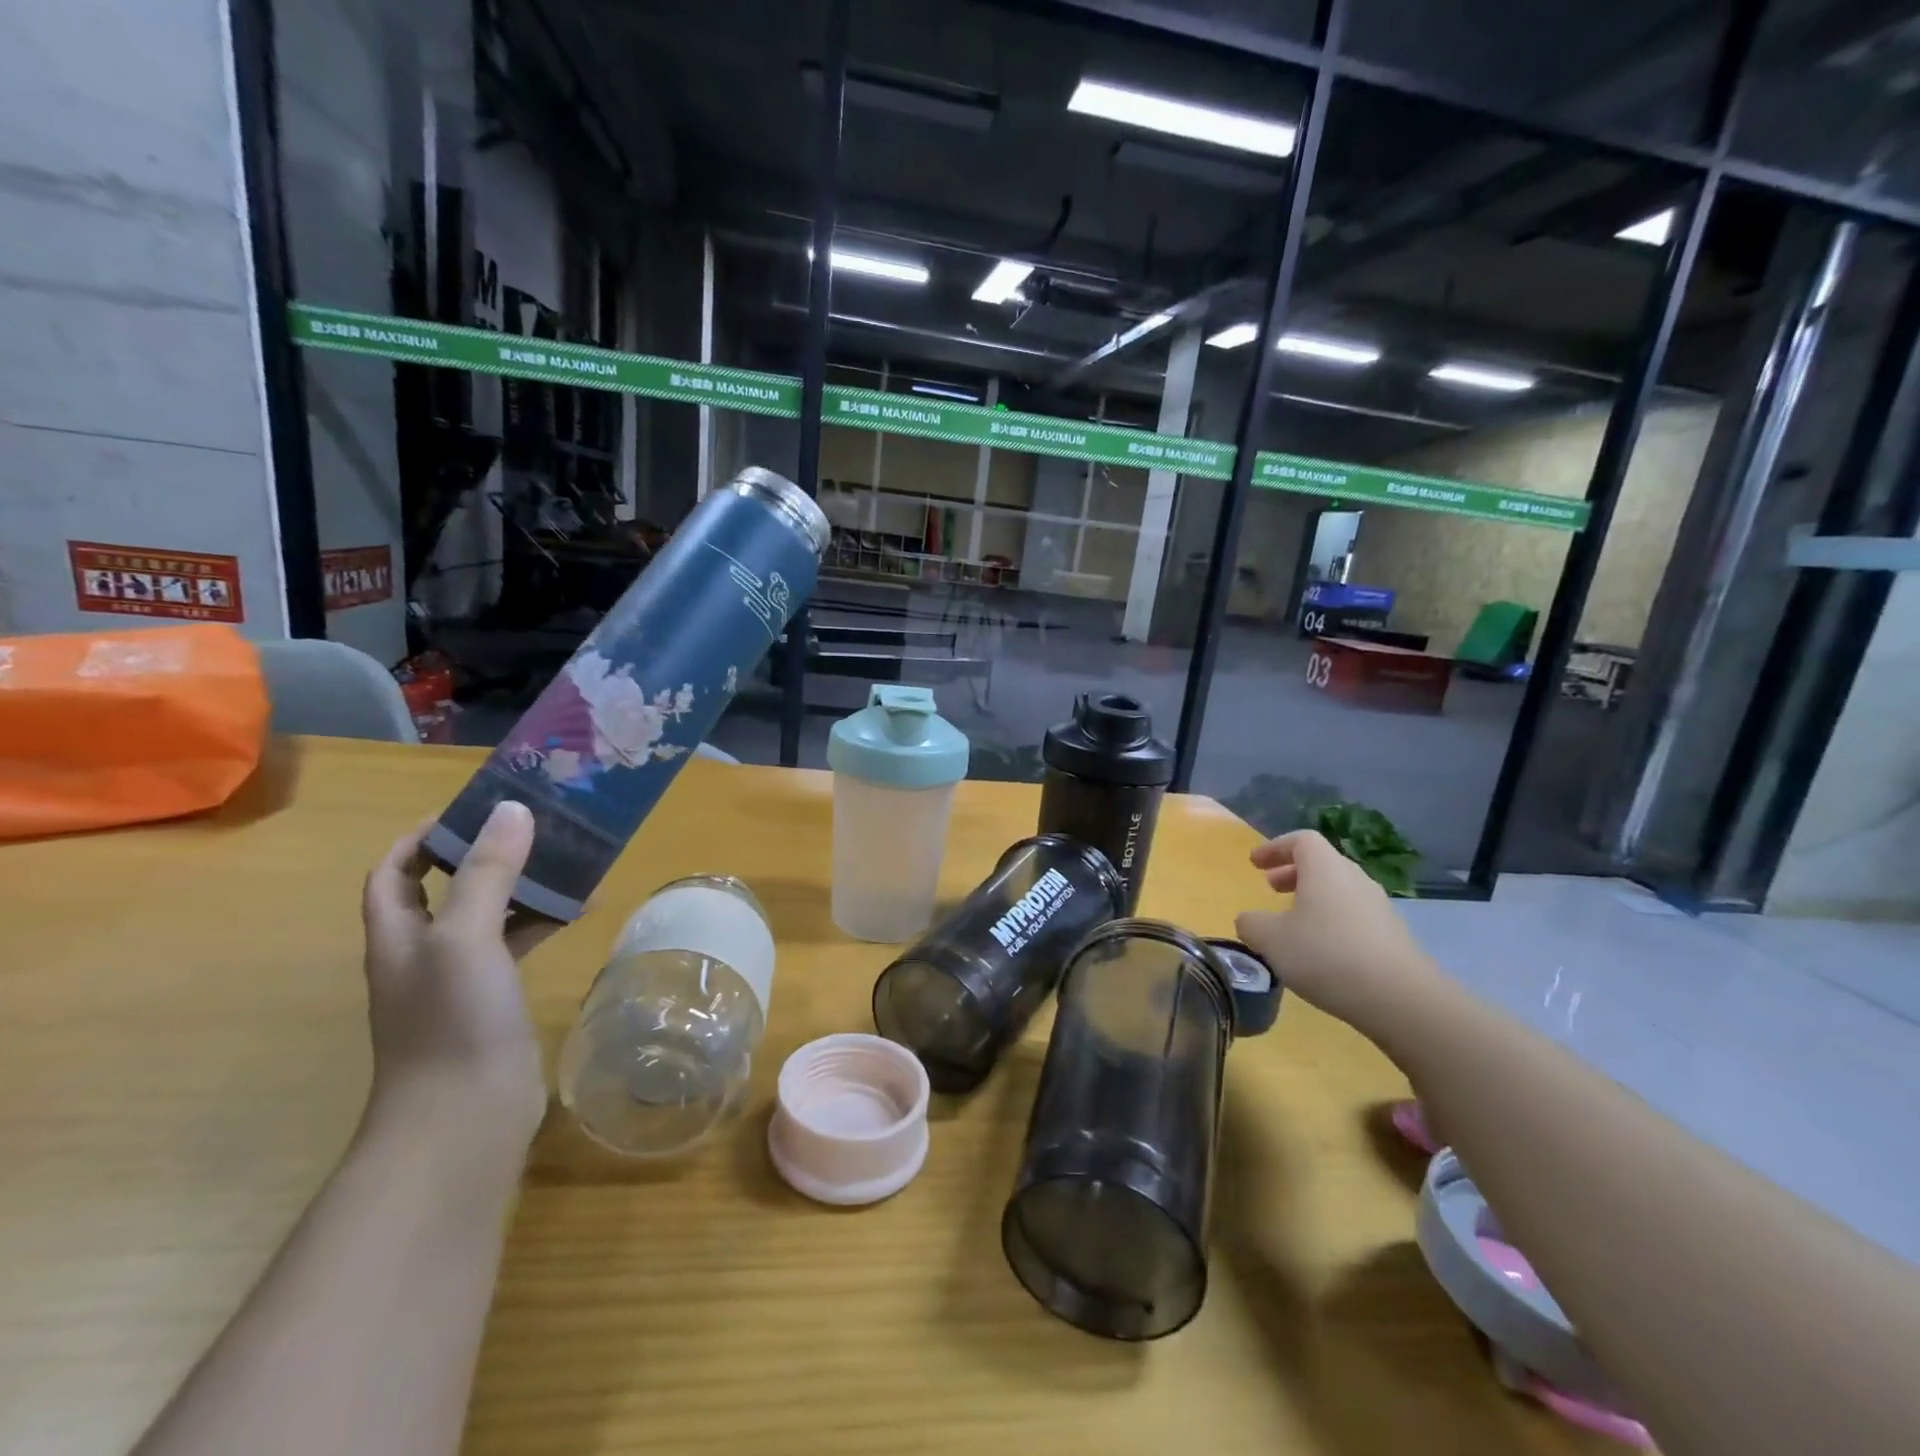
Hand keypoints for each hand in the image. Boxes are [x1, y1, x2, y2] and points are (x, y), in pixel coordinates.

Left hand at [360, 801, 555, 1152]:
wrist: (465, 1118)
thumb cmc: (452, 1021)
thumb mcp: (466, 937)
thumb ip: (487, 873)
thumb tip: (511, 809)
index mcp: (399, 934)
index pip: (395, 871)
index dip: (424, 837)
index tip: (474, 809)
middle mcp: (424, 952)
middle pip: (447, 888)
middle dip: (484, 854)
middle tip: (534, 826)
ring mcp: (461, 980)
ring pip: (489, 916)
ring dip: (521, 886)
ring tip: (567, 859)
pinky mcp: (495, 1001)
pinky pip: (518, 945)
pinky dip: (544, 922)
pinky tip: (582, 911)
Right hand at [1234, 829, 1439, 1042]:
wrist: (1401, 998)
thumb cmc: (1326, 955)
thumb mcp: (1271, 940)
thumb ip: (1251, 924)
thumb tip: (1249, 920)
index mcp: (1325, 869)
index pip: (1301, 840)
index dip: (1275, 847)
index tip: (1255, 863)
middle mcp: (1355, 879)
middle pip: (1322, 863)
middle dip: (1293, 872)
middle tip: (1271, 888)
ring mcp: (1378, 907)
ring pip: (1339, 890)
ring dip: (1313, 898)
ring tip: (1293, 923)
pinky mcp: (1392, 936)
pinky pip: (1354, 916)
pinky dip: (1331, 921)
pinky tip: (1321, 951)